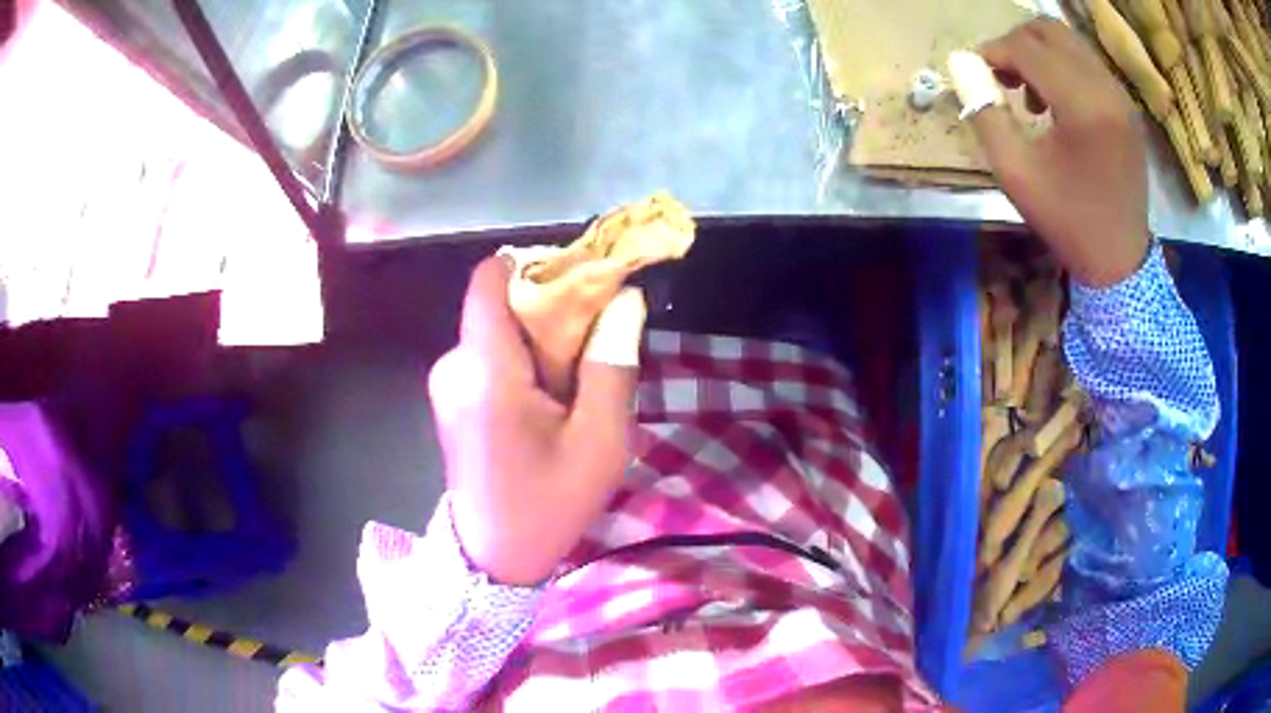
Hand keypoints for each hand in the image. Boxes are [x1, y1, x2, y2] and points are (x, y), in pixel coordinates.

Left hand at [427, 257, 638, 585]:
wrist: (493, 558)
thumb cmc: (548, 504)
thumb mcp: (599, 442)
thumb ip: (612, 364)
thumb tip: (624, 300)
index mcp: (486, 371)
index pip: (492, 277)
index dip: (537, 264)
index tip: (583, 281)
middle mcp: (454, 365)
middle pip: (501, 304)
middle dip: (551, 310)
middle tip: (597, 343)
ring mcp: (447, 382)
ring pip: (499, 330)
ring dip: (541, 340)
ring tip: (577, 383)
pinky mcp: (451, 399)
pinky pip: (490, 357)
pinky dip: (524, 362)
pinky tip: (549, 401)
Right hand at [971, 18, 1150, 286]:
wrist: (1119, 261)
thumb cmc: (1067, 222)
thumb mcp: (1015, 174)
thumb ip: (985, 114)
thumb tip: (964, 69)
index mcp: (1083, 107)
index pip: (1027, 47)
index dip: (994, 51)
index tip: (978, 71)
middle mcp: (1107, 90)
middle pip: (1050, 31)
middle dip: (1017, 43)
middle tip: (1003, 73)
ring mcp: (1122, 98)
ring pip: (1070, 43)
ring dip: (1041, 53)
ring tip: (1031, 91)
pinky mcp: (1127, 108)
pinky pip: (1088, 64)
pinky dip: (1064, 68)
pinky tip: (1057, 102)